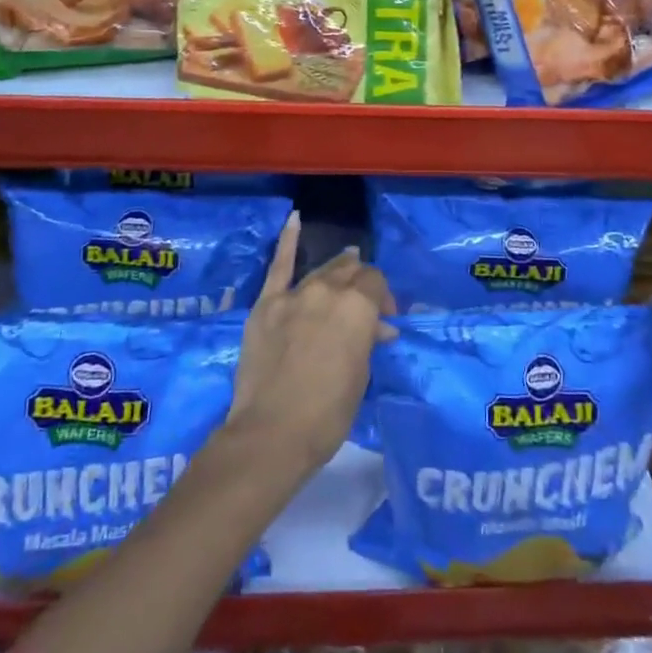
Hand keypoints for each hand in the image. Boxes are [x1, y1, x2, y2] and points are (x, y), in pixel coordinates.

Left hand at [225, 213, 395, 477]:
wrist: (271, 433)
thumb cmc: (328, 413)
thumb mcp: (361, 376)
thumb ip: (367, 340)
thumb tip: (377, 328)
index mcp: (358, 306)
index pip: (376, 284)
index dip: (384, 300)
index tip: (384, 322)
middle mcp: (328, 290)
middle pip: (350, 272)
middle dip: (362, 284)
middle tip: (366, 305)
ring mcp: (294, 294)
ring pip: (322, 271)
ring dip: (337, 271)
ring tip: (347, 267)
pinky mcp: (266, 304)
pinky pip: (278, 265)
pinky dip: (287, 240)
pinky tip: (294, 219)